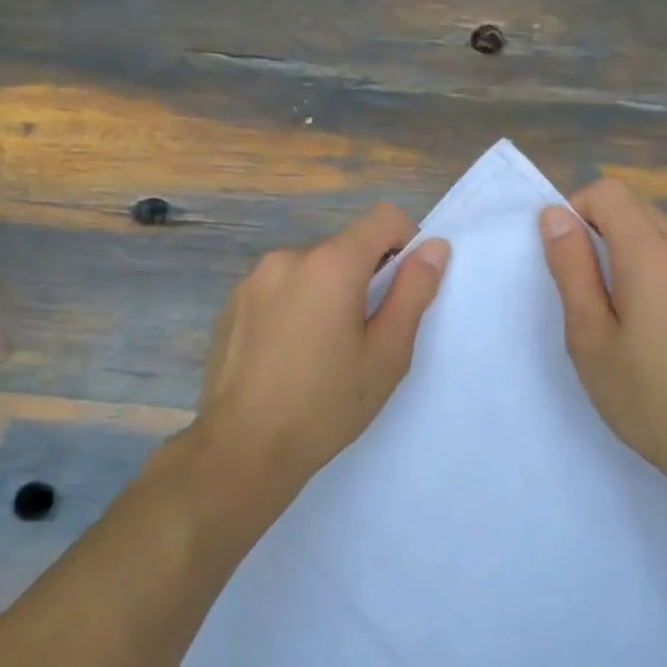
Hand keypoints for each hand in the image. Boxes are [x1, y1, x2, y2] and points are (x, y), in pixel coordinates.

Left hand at [190, 204, 449, 500]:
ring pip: (311, 269)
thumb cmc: (326, 404)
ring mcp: (254, 279)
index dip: (405, 241)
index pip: (382, 218)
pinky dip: (295, 306)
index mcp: (331, 264)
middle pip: (345, 247)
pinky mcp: (233, 303)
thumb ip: (413, 293)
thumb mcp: (386, 354)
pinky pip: (279, 288)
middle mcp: (289, 257)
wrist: (242, 449)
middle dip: (364, 277)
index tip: (404, 287)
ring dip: (328, 292)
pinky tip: (289, 355)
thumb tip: (434, 248)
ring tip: (323, 350)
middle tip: (365, 335)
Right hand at [539, 179, 666, 485]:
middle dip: (602, 231)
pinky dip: (658, 268)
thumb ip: (572, 268)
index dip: (577, 211)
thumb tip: (555, 215)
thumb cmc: (648, 397)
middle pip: (636, 207)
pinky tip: (658, 323)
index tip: (568, 259)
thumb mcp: (590, 337)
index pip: (609, 191)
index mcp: (653, 254)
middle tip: (589, 291)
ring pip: (661, 231)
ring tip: (623, 312)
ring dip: (631, 250)